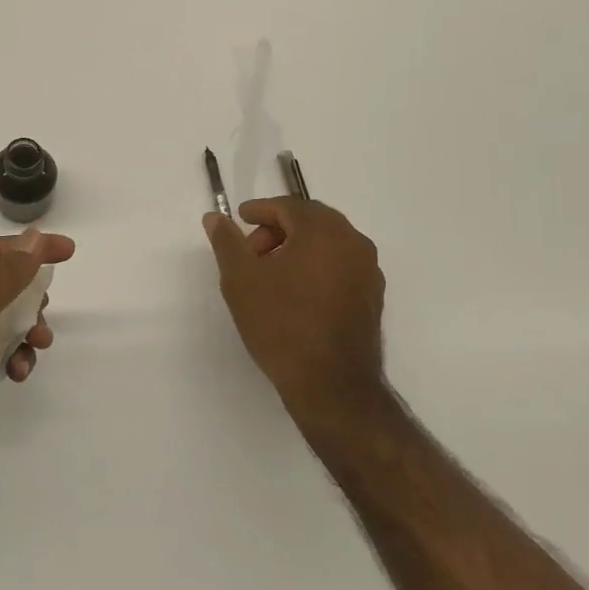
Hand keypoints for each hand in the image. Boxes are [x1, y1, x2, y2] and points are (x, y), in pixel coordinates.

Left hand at [0, 227, 74, 511]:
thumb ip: (1, 276)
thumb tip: (32, 237)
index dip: (30, 246)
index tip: (68, 251)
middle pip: (1, 284)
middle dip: (31, 293)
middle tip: (45, 311)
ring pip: (3, 321)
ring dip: (27, 328)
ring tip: (38, 346)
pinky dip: (15, 358)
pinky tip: (17, 375)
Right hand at [204, 198, 386, 431]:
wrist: (331, 384)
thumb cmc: (281, 324)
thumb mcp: (241, 280)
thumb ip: (227, 242)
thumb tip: (215, 217)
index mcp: (323, 231)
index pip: (288, 206)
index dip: (259, 210)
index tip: (239, 220)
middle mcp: (353, 242)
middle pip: (311, 220)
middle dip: (278, 228)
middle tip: (252, 251)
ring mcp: (368, 270)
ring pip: (328, 242)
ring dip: (298, 247)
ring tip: (271, 273)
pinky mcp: (373, 296)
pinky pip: (341, 264)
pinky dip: (317, 265)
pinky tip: (296, 292)